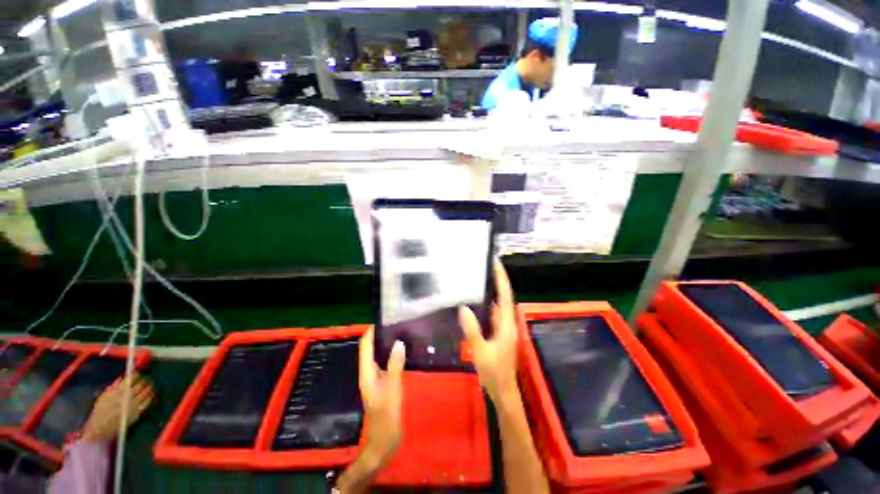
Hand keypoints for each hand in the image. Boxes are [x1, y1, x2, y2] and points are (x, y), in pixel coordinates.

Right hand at [81, 372, 153, 442]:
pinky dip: (150, 396)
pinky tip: (152, 393)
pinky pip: (147, 402)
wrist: (100, 427)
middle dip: (145, 379)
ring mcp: (134, 405)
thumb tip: (123, 378)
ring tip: (150, 384)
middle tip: (146, 378)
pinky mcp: (137, 413)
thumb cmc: (101, 411)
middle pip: (141, 384)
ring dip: (149, 386)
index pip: (131, 379)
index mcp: (119, 391)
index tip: (138, 373)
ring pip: (146, 392)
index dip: (136, 375)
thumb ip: (115, 387)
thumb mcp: (104, 395)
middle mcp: (128, 396)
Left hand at [358, 328, 405, 465]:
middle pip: (370, 349)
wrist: (384, 441)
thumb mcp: (392, 388)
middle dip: (379, 336)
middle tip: (395, 323)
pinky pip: (385, 363)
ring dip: (385, 344)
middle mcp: (368, 373)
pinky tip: (403, 352)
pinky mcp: (383, 384)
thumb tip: (398, 342)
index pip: (365, 346)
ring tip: (400, 333)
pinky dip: (391, 354)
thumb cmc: (386, 415)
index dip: (370, 332)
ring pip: (378, 356)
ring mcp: (375, 379)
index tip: (382, 319)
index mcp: (366, 373)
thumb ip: (395, 365)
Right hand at [459, 260, 518, 402]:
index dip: (501, 278)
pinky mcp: (499, 331)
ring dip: (491, 290)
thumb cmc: (493, 372)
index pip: (505, 295)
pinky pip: (493, 312)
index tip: (496, 262)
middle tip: (484, 265)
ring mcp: (504, 326)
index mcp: (507, 324)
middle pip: (503, 296)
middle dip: (496, 279)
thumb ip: (472, 329)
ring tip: (478, 277)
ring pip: (498, 303)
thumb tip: (463, 307)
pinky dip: (486, 303)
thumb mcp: (480, 351)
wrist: (503, 390)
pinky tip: (475, 299)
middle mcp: (508, 321)